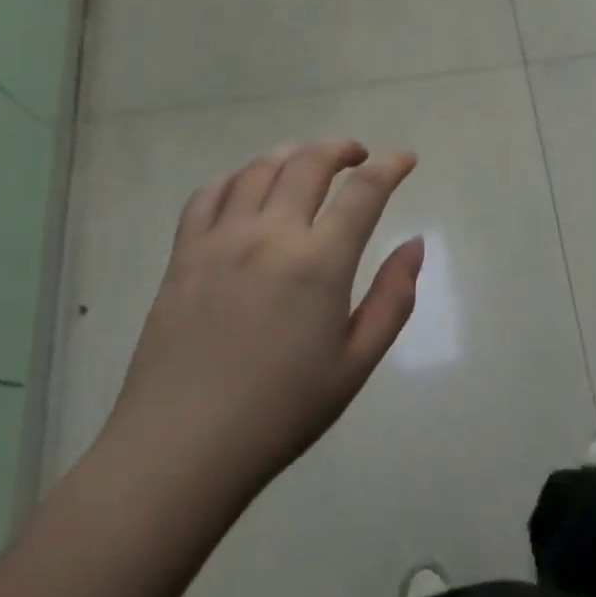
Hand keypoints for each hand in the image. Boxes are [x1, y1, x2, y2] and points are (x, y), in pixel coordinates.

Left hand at [104, 140, 423, 495]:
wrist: (181, 449)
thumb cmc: (281, 412)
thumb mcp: (355, 365)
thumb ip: (393, 299)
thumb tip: (414, 245)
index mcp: (320, 262)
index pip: (365, 190)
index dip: (391, 165)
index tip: (405, 158)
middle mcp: (272, 234)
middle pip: (310, 162)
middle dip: (341, 148)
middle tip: (356, 156)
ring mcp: (222, 238)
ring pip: (261, 168)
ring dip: (292, 155)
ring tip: (307, 165)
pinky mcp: (184, 252)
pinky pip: (210, 193)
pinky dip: (236, 177)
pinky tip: (247, 189)